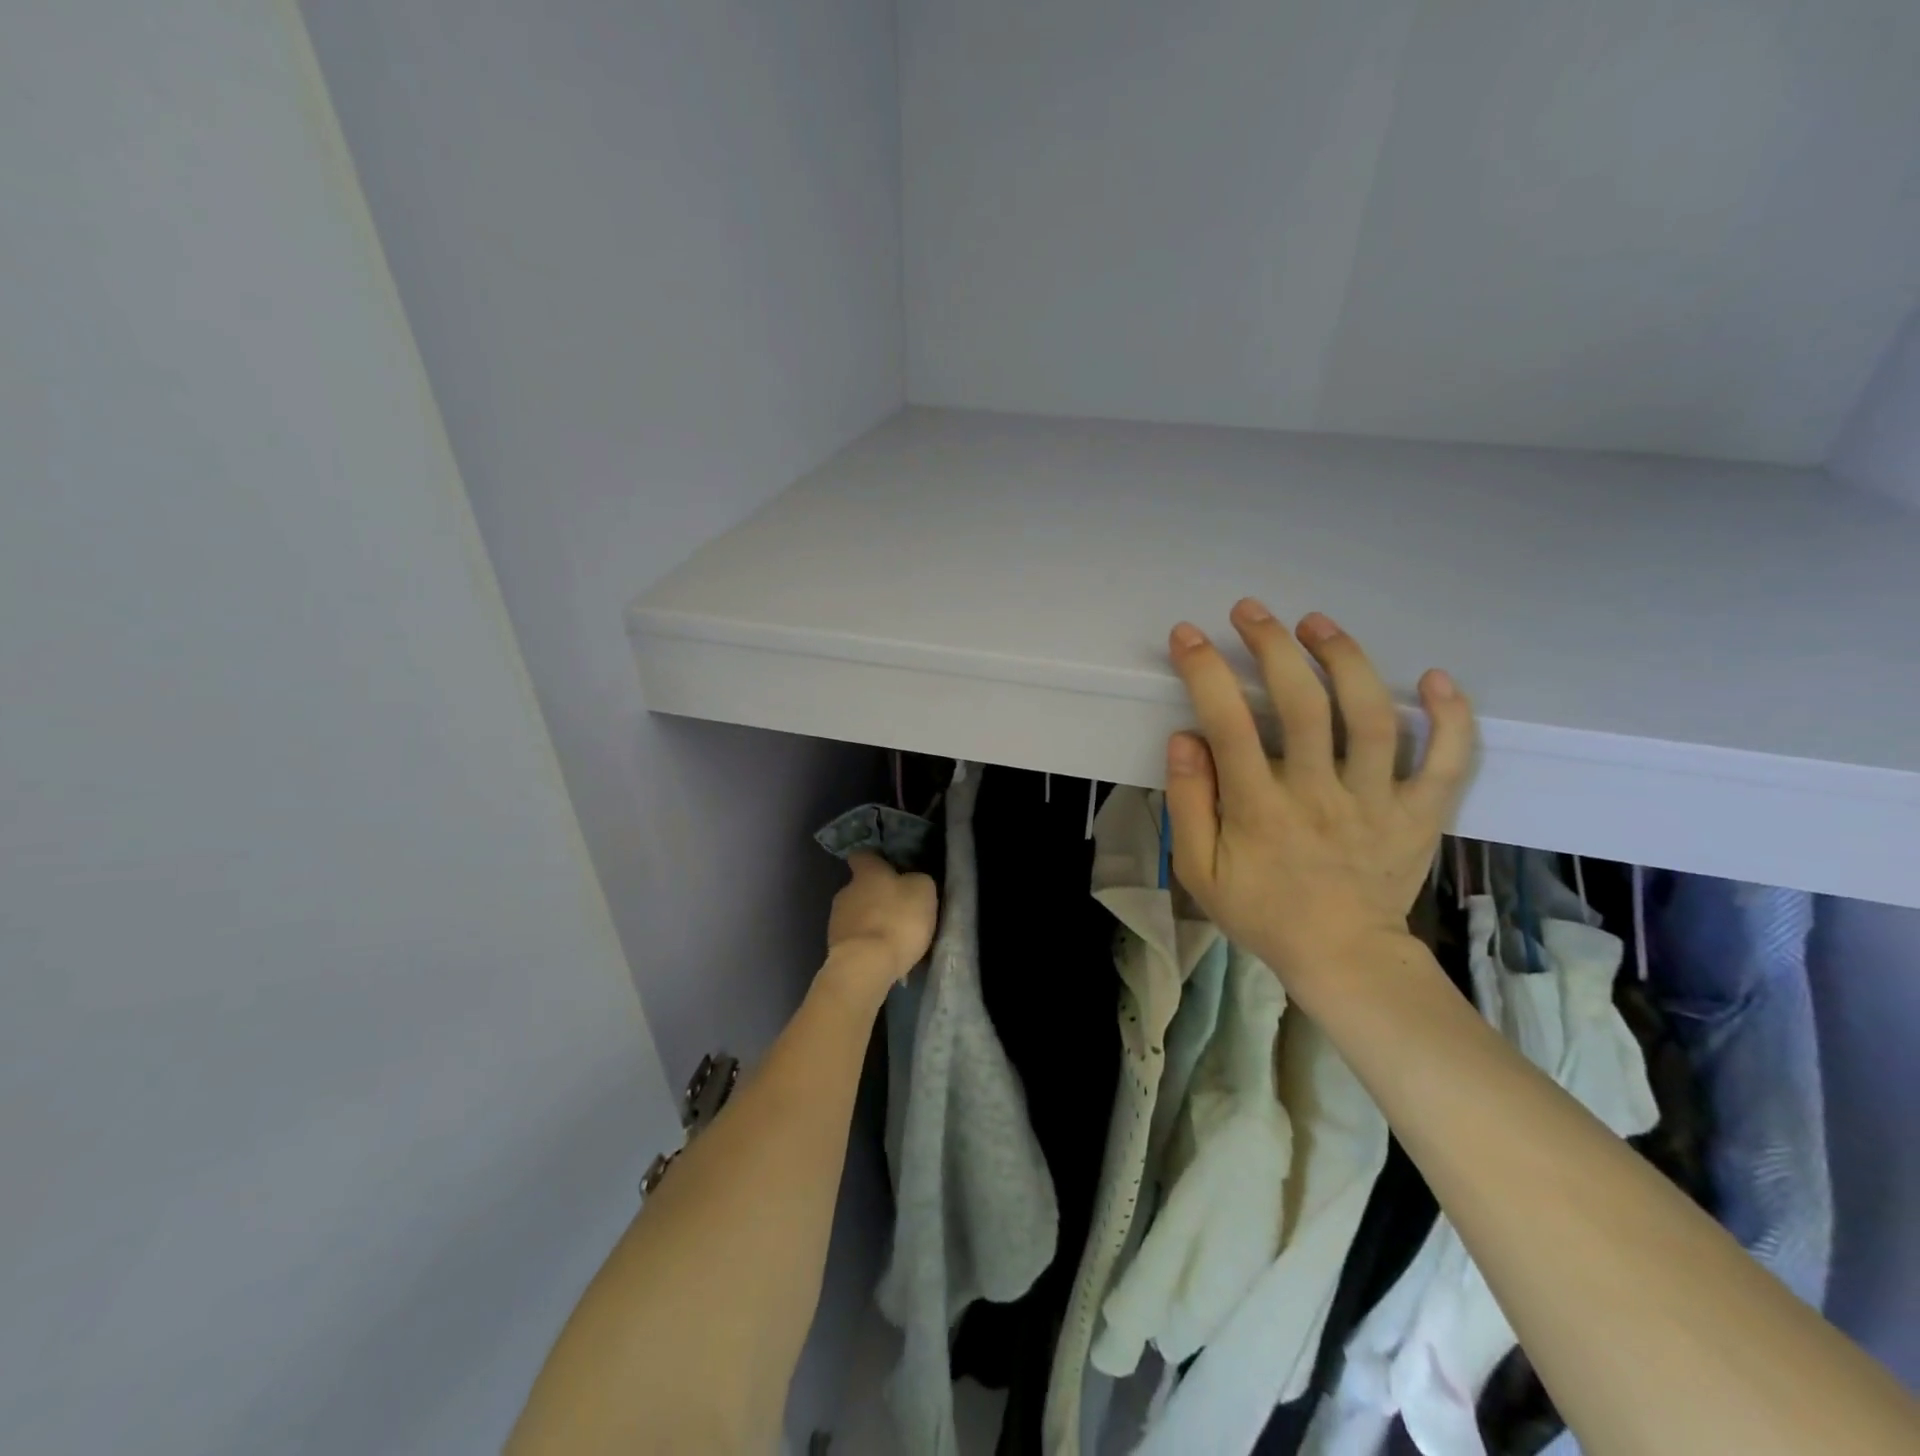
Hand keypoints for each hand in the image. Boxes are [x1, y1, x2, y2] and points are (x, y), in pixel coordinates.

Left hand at [823, 852, 937, 1004]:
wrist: (864, 966)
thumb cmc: (897, 920)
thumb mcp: (923, 891)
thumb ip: (916, 880)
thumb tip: (910, 881)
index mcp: (867, 872)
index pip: (863, 855)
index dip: (876, 860)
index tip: (890, 868)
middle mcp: (846, 890)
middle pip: (861, 887)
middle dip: (877, 896)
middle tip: (900, 910)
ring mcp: (836, 919)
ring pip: (857, 913)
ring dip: (872, 921)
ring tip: (892, 938)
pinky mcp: (834, 946)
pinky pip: (855, 938)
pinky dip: (867, 943)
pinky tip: (882, 955)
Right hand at [1163, 599, 1474, 989]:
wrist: (1343, 959)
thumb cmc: (1262, 912)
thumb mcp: (1199, 871)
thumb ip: (1189, 804)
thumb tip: (1186, 737)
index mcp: (1259, 809)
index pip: (1228, 724)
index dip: (1205, 672)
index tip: (1188, 635)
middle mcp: (1319, 794)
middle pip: (1301, 704)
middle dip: (1272, 646)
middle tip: (1252, 611)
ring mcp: (1376, 801)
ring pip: (1369, 717)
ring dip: (1344, 660)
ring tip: (1317, 624)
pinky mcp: (1419, 813)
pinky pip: (1446, 761)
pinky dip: (1449, 717)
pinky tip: (1434, 677)